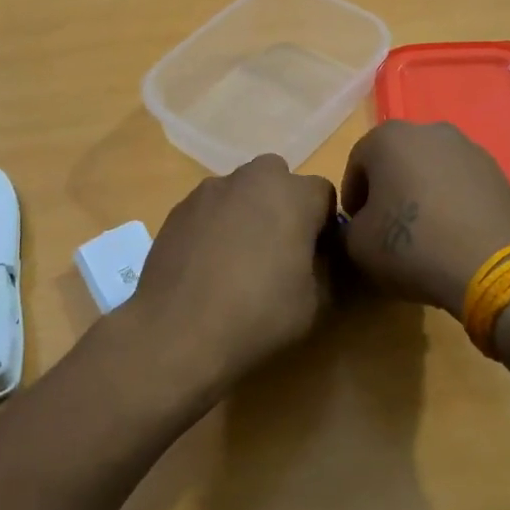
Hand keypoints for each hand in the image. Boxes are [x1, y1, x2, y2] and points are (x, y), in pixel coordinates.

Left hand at [126, 154, 338, 399]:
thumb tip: (324, 257)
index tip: (317, 257)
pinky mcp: (179, 207)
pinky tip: (208, 265)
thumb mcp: (318, 303)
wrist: (178, 330)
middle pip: (280, 181)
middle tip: (279, 251)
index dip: (324, 226)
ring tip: (238, 260)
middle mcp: (252, 178)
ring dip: (248, 213)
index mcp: (293, 194)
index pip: (324, 195)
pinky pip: (211, 209)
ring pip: (242, 192)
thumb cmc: (258, 314)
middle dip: (284, 207)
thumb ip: (331, 269)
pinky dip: (216, 226)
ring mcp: (210, 189)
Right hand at [341, 122, 509, 313]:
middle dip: (389, 189)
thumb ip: (349, 226)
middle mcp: (430, 131)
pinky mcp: (499, 172)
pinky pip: (462, 184)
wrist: (491, 267)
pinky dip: (452, 202)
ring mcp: (469, 148)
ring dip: (422, 193)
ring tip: (424, 233)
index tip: (356, 226)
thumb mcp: (357, 244)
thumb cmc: (411, 246)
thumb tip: (361, 225)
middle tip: (387, 226)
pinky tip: (453, 234)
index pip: (357, 163)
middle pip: (397, 160)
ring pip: (432, 169)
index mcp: (388, 137)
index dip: (353, 196)